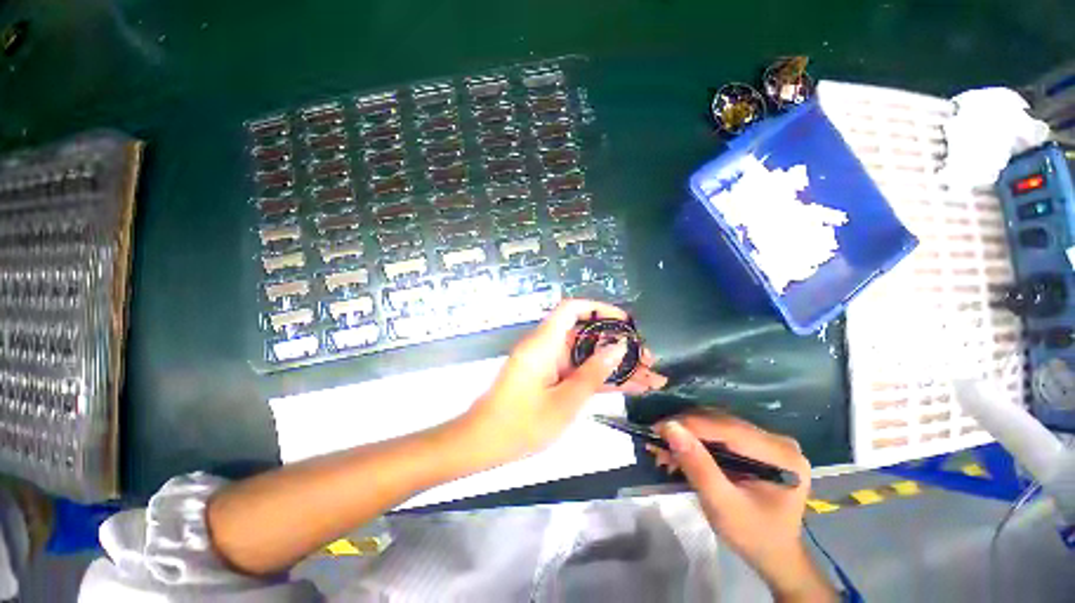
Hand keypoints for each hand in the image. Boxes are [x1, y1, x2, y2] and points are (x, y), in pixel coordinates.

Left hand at [465, 299, 667, 464]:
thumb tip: (618, 347)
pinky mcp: (549, 378)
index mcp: (544, 343)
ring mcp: (548, 364)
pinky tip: (628, 387)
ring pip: (585, 356)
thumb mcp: (564, 402)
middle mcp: (546, 347)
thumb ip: (593, 373)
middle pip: (585, 334)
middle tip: (647, 358)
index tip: (625, 323)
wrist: (484, 443)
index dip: (599, 309)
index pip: (572, 309)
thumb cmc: (521, 423)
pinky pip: (577, 371)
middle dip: (617, 344)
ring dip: (613, 365)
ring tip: (649, 376)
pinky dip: (599, 378)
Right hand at [651, 413, 835, 602]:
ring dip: (689, 436)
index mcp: (779, 455)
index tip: (656, 428)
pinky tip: (683, 453)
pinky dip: (699, 442)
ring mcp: (769, 442)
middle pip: (721, 424)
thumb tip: (670, 427)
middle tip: (658, 442)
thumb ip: (698, 466)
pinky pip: (722, 434)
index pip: (727, 428)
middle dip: (686, 431)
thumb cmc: (753, 536)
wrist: (775, 556)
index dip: (689, 425)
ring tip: (666, 450)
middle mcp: (777, 441)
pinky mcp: (758, 445)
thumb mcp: (722, 506)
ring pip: (718, 426)